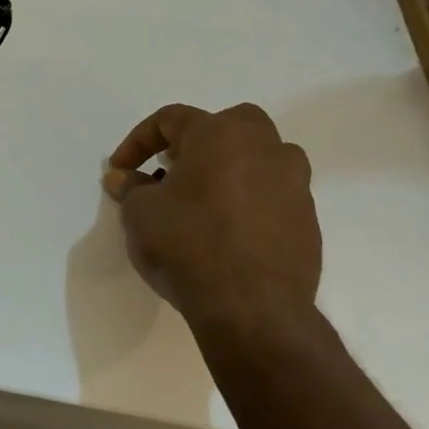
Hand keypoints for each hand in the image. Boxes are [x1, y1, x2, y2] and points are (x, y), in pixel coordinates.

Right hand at [101, 104, 320, 338]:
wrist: (252, 309)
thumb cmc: (188, 247)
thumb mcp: (140, 214)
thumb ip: (130, 188)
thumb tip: (122, 177)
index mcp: (220, 135)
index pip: (171, 118)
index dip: (138, 140)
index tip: (120, 170)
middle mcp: (265, 148)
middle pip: (228, 125)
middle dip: (196, 141)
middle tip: (172, 170)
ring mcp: (294, 183)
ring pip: (259, 159)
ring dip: (229, 170)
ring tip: (202, 202)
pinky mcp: (308, 220)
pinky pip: (272, 196)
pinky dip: (248, 202)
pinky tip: (227, 232)